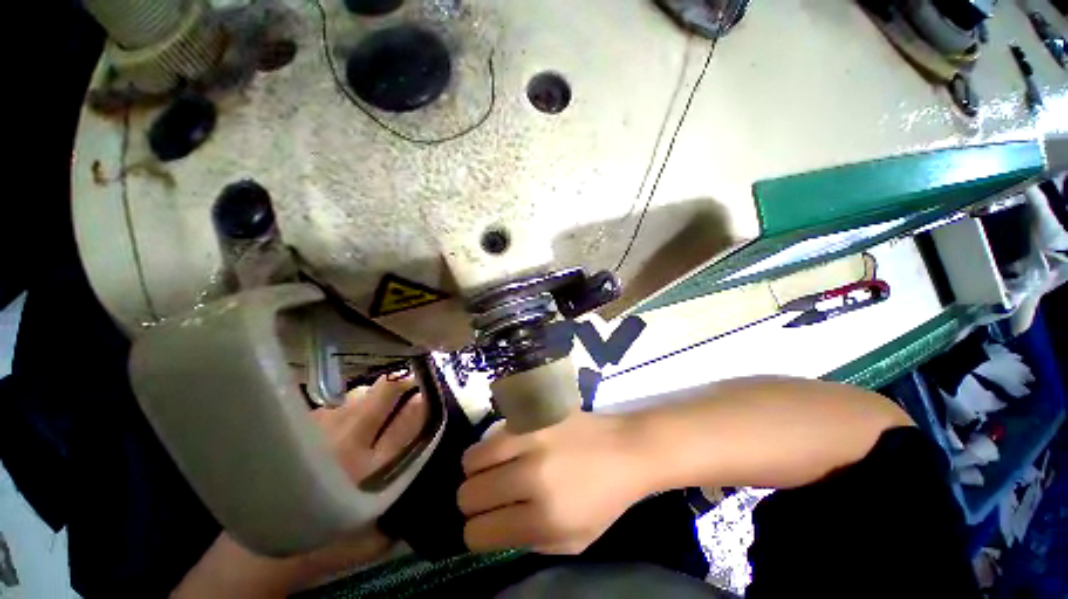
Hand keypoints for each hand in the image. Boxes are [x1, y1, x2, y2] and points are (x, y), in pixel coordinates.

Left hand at [174, 375, 427, 596]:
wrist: (264, 548)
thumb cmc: (329, 543)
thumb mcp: (378, 537)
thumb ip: (406, 505)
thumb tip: (426, 471)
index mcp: (373, 470)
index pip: (410, 421)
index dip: (424, 403)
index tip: (429, 397)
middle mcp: (350, 442)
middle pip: (384, 394)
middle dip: (402, 384)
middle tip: (409, 385)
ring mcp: (321, 430)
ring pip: (360, 393)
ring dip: (375, 394)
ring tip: (378, 404)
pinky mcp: (300, 429)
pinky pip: (336, 404)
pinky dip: (348, 405)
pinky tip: (347, 418)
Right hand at [458, 412, 650, 554]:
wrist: (625, 448)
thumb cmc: (605, 500)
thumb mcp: (572, 541)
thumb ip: (528, 541)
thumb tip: (492, 528)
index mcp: (545, 517)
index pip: (480, 533)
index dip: (475, 535)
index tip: (482, 528)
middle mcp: (532, 475)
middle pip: (469, 494)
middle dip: (470, 504)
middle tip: (485, 498)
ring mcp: (531, 437)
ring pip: (472, 457)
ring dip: (476, 471)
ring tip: (491, 471)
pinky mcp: (534, 414)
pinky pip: (494, 431)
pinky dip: (493, 445)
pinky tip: (507, 449)